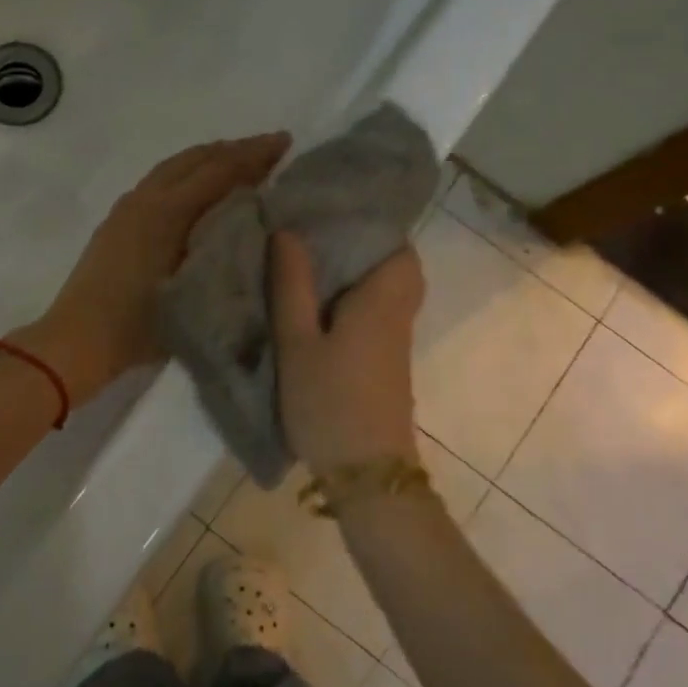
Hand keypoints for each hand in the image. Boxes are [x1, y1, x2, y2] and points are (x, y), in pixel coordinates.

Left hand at [20, 133, 290, 403]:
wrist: (76, 341)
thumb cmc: (138, 326)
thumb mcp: (192, 290)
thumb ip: (221, 247)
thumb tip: (250, 217)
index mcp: (167, 211)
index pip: (219, 170)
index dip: (254, 155)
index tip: (284, 141)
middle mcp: (145, 198)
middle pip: (195, 159)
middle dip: (233, 149)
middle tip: (269, 147)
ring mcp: (126, 208)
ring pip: (174, 167)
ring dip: (209, 159)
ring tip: (238, 162)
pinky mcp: (117, 223)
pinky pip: (160, 182)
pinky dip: (187, 174)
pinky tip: (197, 190)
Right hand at [271, 231, 423, 471]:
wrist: (366, 474)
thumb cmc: (330, 403)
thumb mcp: (297, 343)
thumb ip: (292, 286)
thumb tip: (288, 232)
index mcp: (381, 301)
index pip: (399, 247)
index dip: (374, 226)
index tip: (335, 213)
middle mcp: (397, 315)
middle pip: (398, 268)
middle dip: (365, 250)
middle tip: (320, 240)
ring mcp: (395, 343)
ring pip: (388, 293)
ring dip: (358, 276)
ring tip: (312, 267)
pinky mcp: (387, 366)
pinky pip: (378, 316)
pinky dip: (356, 302)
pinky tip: (320, 309)